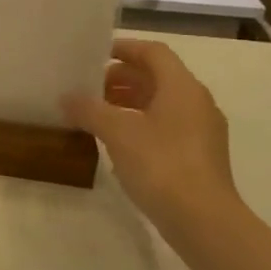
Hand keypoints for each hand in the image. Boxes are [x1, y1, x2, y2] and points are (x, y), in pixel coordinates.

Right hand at [64, 39, 239, 233]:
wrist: (203, 221)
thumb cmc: (161, 165)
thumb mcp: (117, 132)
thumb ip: (89, 110)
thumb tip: (66, 98)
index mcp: (182, 87)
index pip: (153, 52)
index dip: (124, 48)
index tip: (93, 56)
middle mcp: (196, 102)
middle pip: (157, 77)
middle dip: (121, 79)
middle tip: (88, 88)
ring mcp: (201, 131)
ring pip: (161, 103)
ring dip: (129, 102)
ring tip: (96, 114)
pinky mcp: (198, 156)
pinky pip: (165, 126)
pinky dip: (140, 124)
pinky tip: (116, 142)